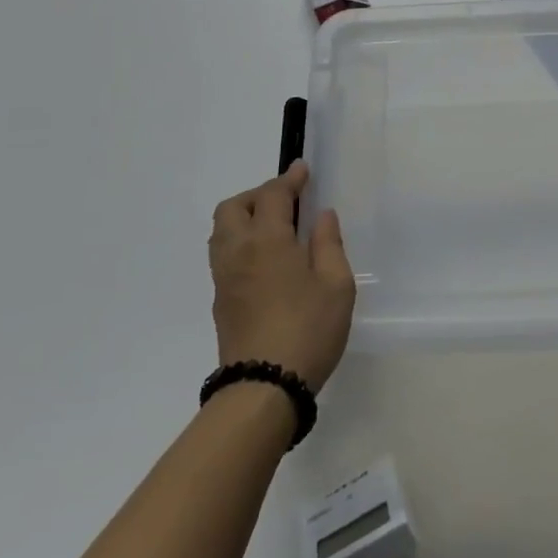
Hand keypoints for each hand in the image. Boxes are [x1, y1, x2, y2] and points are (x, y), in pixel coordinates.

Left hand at [209, 160, 354, 392]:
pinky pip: (223, 254)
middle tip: (286, 201)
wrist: (263, 387)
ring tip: (275, 227)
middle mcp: (238, 251)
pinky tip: (265, 258)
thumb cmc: (308, 329)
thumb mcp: (336, 284)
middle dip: (258, 194)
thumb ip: (328, 244)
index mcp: (267, 240)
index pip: (272, 195)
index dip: (289, 179)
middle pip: (234, 207)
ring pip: (222, 231)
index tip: (302, 169)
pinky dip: (240, 241)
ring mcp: (224, 277)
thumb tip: (321, 216)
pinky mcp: (220, 301)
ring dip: (244, 217)